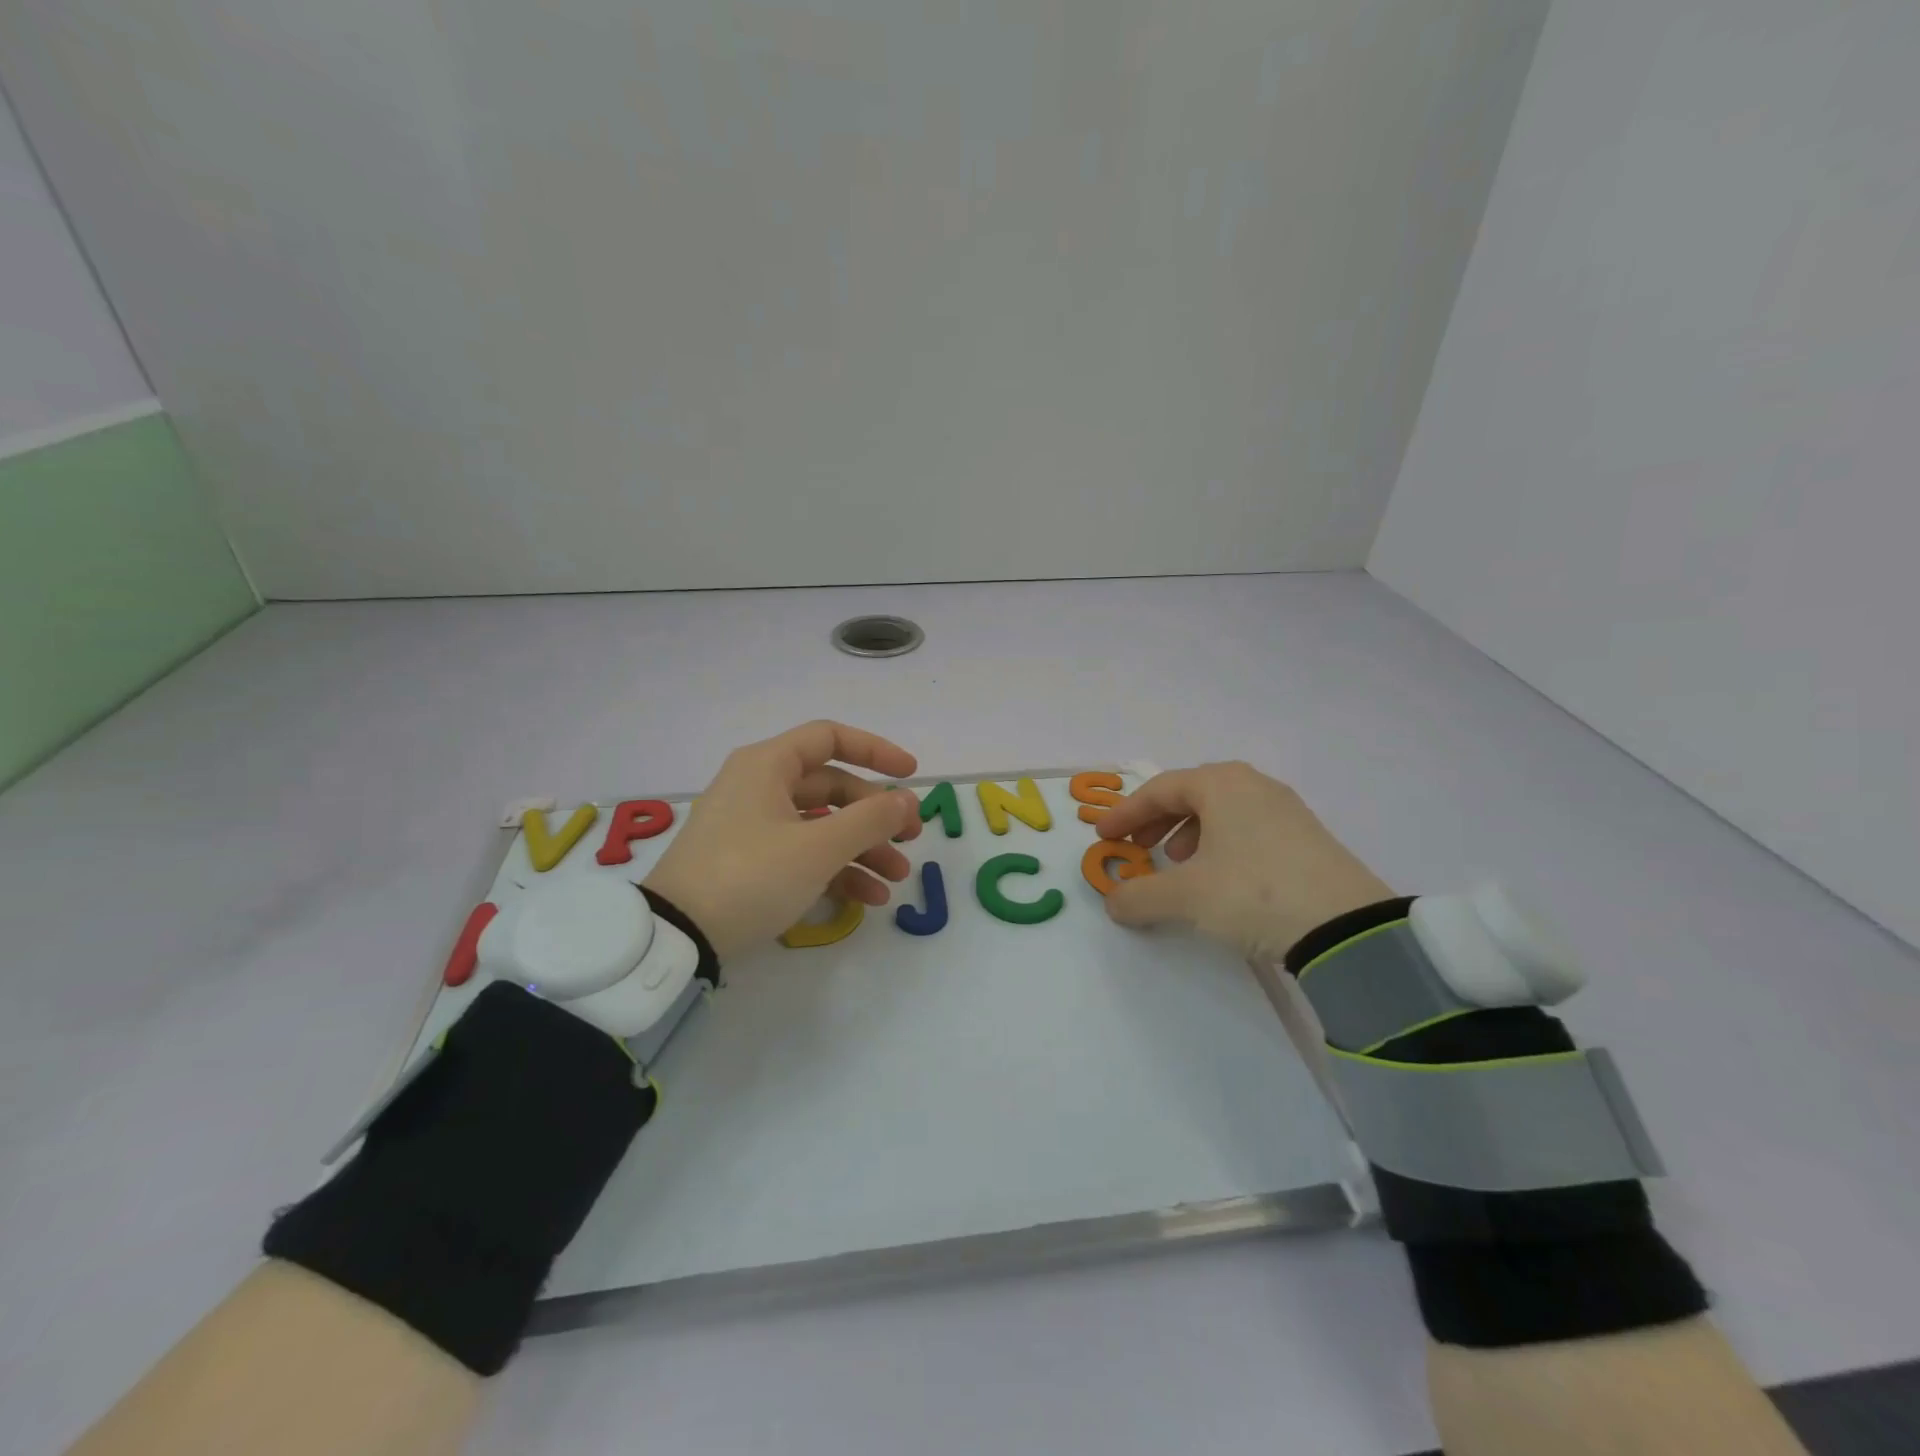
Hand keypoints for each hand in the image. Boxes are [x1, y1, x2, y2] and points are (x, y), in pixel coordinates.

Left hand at [643, 721, 922, 959]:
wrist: (677, 937)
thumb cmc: (751, 876)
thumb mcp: (818, 848)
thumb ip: (870, 819)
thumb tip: (908, 799)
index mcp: (768, 765)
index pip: (830, 738)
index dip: (876, 751)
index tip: (911, 774)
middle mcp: (760, 787)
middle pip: (832, 788)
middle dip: (875, 815)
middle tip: (910, 838)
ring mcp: (753, 826)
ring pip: (821, 825)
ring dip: (863, 848)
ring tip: (895, 878)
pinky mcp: (749, 862)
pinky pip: (803, 854)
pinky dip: (836, 871)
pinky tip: (868, 899)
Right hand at [1096, 762, 1392, 960]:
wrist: (1346, 928)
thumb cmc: (1252, 893)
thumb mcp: (1186, 897)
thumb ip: (1140, 896)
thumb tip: (1113, 902)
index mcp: (1221, 784)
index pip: (1159, 790)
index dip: (1125, 813)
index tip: (1104, 837)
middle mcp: (1253, 785)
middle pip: (1191, 794)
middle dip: (1157, 821)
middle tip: (1139, 848)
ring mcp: (1286, 810)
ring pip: (1222, 812)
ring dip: (1190, 834)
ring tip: (1180, 865)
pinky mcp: (1307, 837)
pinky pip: (1249, 828)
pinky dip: (1221, 845)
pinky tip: (1221, 878)